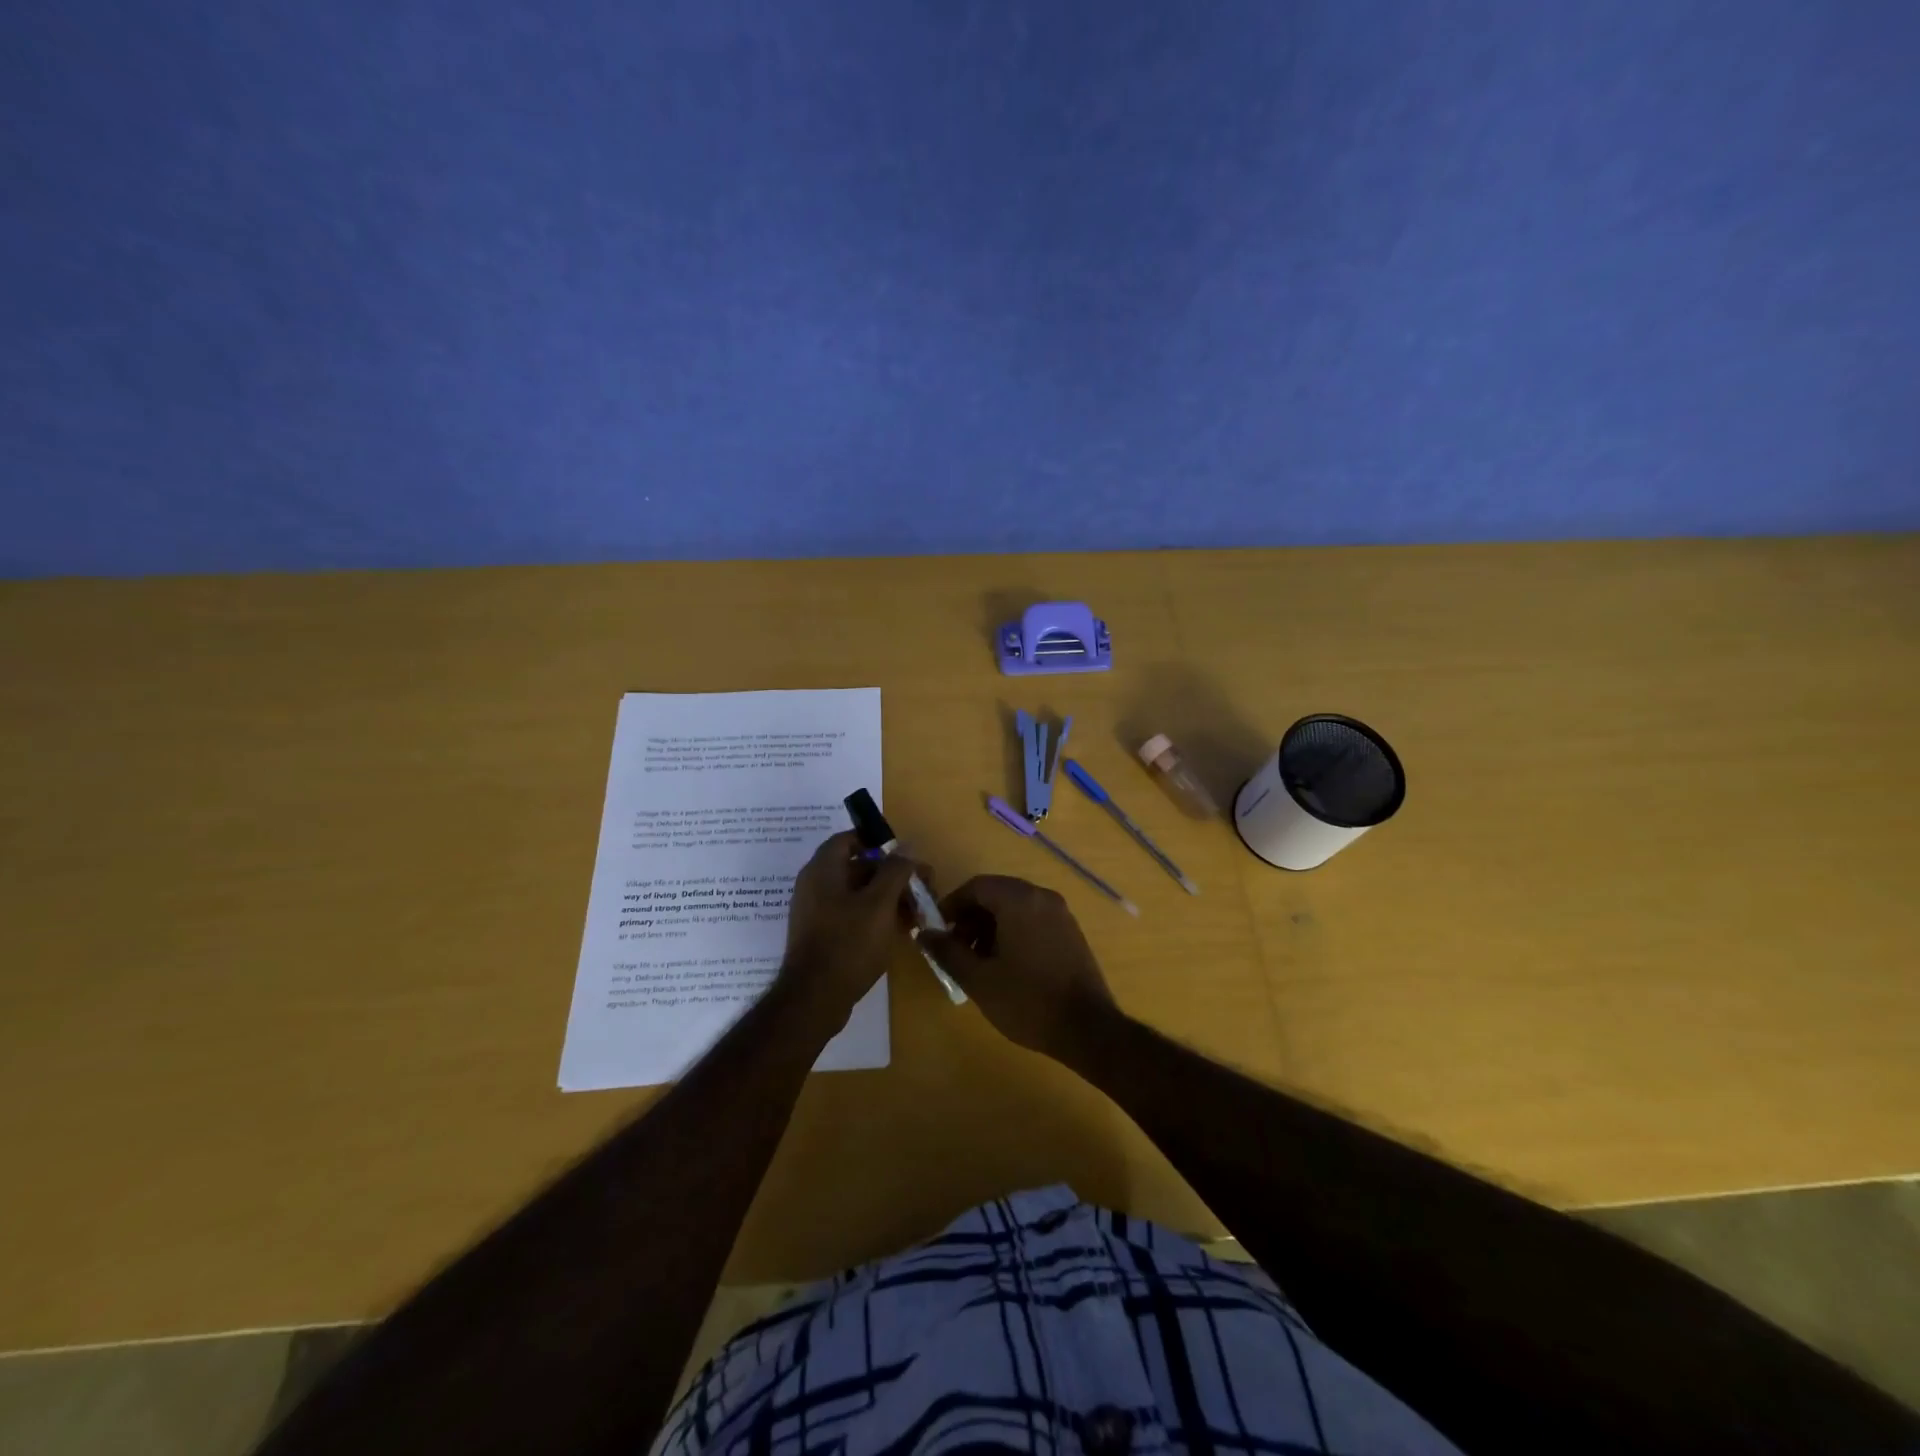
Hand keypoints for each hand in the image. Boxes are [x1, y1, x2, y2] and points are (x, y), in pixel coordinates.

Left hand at [779, 831, 924, 1026]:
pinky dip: (875, 916)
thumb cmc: (849, 943)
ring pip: (858, 893)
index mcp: (823, 868)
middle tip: (922, 888)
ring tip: (917, 913)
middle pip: (858, 866)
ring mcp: (816, 911)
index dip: (879, 842)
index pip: (850, 838)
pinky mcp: (822, 935)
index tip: (906, 857)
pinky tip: (900, 930)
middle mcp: (815, 884)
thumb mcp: (880, 903)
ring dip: (888, 897)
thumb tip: (906, 846)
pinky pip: (851, 914)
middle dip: (892, 874)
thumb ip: (895, 870)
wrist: (815, 999)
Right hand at [921, 875, 1118, 1061]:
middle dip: (972, 917)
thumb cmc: (1027, 1001)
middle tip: (957, 949)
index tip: (939, 931)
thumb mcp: (978, 979)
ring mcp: (1061, 913)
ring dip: (991, 926)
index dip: (952, 905)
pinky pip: (1034, 919)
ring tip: (979, 961)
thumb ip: (947, 952)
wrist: (1087, 1028)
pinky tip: (1007, 965)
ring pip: (1016, 907)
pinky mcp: (1071, 931)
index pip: (977, 886)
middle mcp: (1042, 897)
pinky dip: (1014, 931)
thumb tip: (924, 933)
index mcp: (1019, 900)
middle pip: (997, 894)